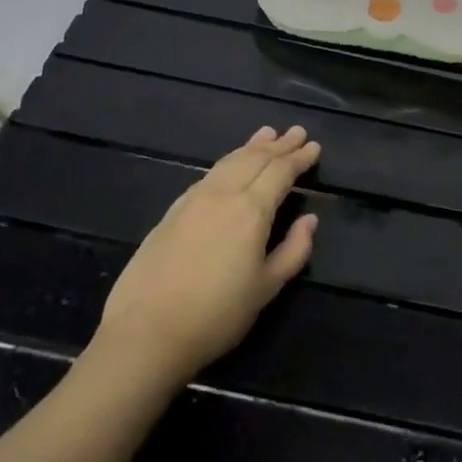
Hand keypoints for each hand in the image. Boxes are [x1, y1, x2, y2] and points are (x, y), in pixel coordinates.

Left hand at [96, 125, 320, 383]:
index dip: (299, 158)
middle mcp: (223, 194)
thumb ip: (293, 250)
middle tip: (296, 131)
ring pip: (229, 162)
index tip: (314, 146)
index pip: (280, 172)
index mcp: (251, 210)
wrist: (147, 330)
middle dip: (278, 145)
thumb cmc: (217, 315)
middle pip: (255, 159)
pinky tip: (230, 164)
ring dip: (251, 147)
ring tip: (266, 134)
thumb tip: (310, 220)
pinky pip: (210, 174)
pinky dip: (228, 161)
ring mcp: (194, 199)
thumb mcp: (266, 288)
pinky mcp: (174, 210)